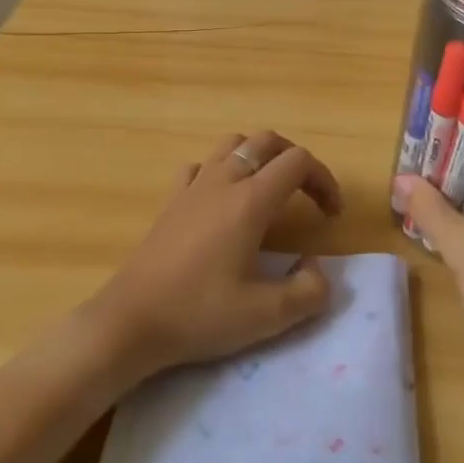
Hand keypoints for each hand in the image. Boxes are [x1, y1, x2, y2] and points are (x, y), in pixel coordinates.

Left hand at [90, 130, 342, 378]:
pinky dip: (221, 171)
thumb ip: (309, 292)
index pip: (298, 162)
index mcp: (250, 201)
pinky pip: (200, 166)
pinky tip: (222, 200)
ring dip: (259, 157)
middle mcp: (223, 182)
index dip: (324, 180)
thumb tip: (315, 267)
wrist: (131, 321)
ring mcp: (192, 187)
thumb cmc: (199, 314)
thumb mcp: (267, 316)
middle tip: (308, 196)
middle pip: (267, 141)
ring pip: (232, 145)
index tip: (331, 216)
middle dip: (296, 160)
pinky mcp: (170, 201)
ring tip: (270, 191)